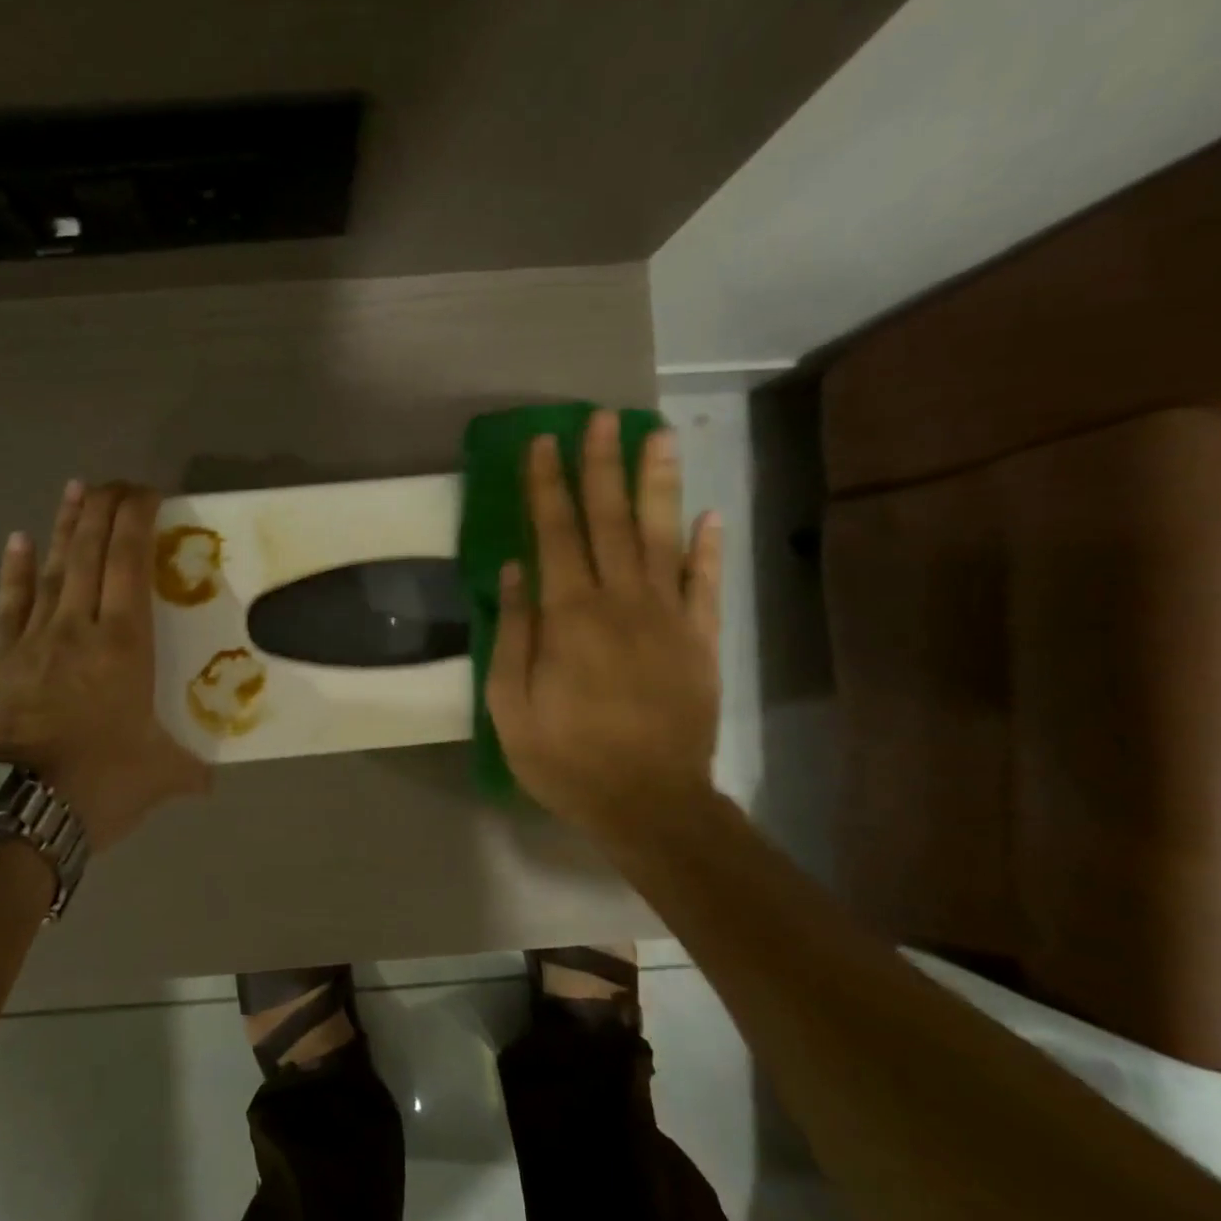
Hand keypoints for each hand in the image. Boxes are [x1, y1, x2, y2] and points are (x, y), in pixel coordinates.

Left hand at [0, 480, 210, 852]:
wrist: (15, 813)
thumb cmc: (99, 784)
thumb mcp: (161, 776)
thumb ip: (189, 770)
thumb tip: (211, 781)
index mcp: (123, 645)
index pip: (130, 562)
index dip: (137, 519)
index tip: (149, 493)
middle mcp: (78, 627)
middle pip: (90, 552)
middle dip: (104, 508)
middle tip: (117, 482)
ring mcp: (33, 639)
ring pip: (53, 568)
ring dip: (66, 525)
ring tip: (76, 488)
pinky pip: (10, 603)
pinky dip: (15, 570)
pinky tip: (18, 539)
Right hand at [485, 411, 723, 835]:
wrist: (650, 803)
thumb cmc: (567, 758)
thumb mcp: (511, 706)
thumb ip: (513, 635)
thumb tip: (513, 570)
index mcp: (569, 617)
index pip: (555, 533)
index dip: (548, 485)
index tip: (544, 442)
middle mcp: (621, 602)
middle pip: (611, 520)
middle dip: (602, 465)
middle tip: (602, 417)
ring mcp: (668, 618)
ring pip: (663, 537)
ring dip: (659, 484)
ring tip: (658, 436)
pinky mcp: (700, 640)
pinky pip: (705, 584)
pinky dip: (708, 547)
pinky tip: (709, 514)